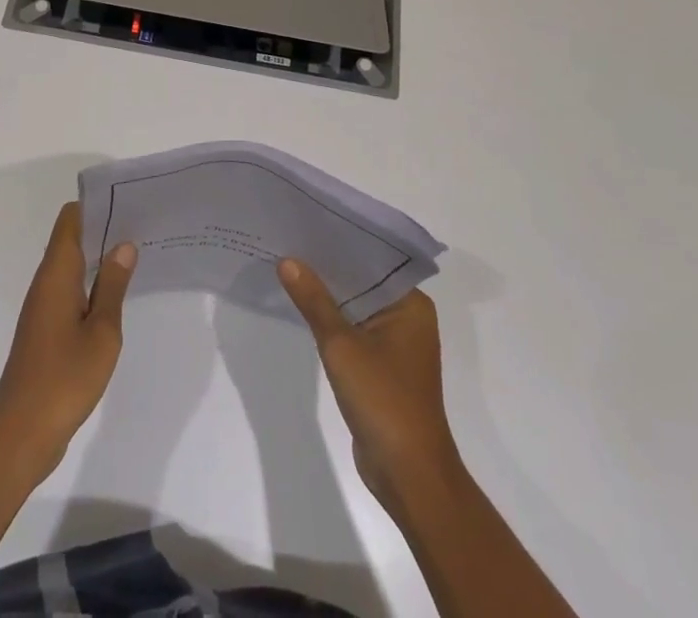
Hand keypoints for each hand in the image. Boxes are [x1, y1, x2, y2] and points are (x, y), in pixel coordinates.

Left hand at [0, 202, 135, 484]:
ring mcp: (43, 307)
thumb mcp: (101, 332)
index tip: (127, 202)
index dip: (96, 205)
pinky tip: (116, 294)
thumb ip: (113, 286)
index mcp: (56, 274)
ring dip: (98, 256)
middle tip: (142, 225)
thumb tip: (123, 244)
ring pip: (71, 264)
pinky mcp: (45, 329)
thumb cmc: (64, 379)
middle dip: (103, 228)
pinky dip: (91, 282)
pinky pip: (70, 289)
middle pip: (71, 238)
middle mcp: (46, 282)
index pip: (70, 219)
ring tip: (136, 253)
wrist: (21, 435)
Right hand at [278, 259, 460, 503]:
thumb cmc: (383, 399)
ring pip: (357, 306)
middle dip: (328, 267)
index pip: (372, 260)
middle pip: (363, 282)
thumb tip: (287, 260)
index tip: (306, 223)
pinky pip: (354, 329)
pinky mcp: (383, 366)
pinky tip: (303, 307)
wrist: (408, 474)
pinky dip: (332, 320)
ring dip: (328, 294)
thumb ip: (314, 300)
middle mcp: (408, 317)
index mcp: (411, 304)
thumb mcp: (341, 344)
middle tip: (290, 240)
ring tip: (289, 266)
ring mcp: (396, 344)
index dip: (339, 242)